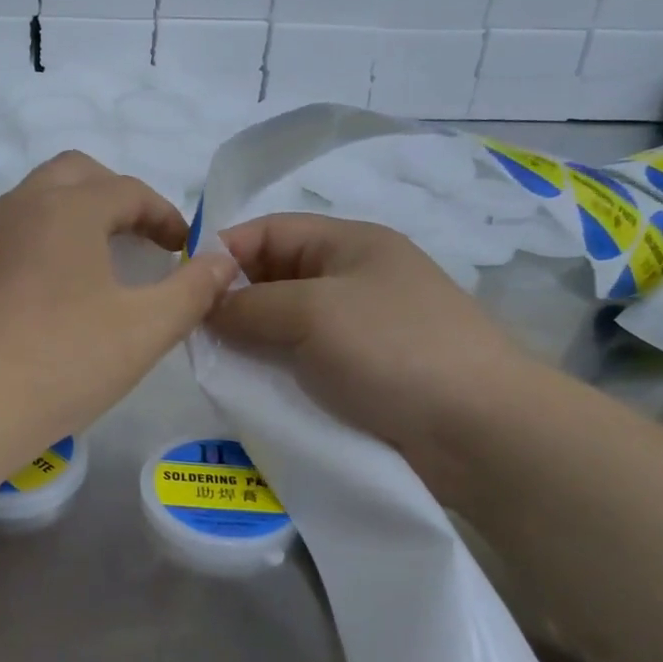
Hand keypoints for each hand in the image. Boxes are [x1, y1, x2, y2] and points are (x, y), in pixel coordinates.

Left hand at [0, 153, 237, 451]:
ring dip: (72, 218)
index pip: (128, 190)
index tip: (181, 248)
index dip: (163, 215)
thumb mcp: (144, 331)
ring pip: (33, 202)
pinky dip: (36, 246)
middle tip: (137, 240)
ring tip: (93, 267)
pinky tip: (42, 297)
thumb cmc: (59, 362)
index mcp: (68, 209)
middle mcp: (18, 206)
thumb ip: (192, 290)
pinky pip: (5, 237)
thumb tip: (223, 261)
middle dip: (115, 198)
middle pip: (75, 175)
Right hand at [211, 213, 539, 510]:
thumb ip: (249, 304)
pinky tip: (250, 390)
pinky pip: (304, 363)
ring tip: (215, 366)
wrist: (480, 431)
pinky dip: (276, 372)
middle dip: (233, 301)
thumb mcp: (312, 312)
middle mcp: (354, 280)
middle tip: (193, 334)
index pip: (269, 231)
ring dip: (251, 342)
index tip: (182, 286)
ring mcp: (361, 330)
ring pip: (286, 325)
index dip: (224, 251)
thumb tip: (206, 306)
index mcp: (350, 244)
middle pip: (275, 278)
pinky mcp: (364, 376)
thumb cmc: (393, 348)